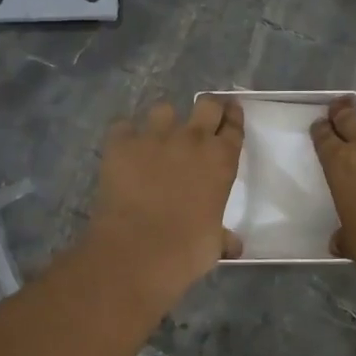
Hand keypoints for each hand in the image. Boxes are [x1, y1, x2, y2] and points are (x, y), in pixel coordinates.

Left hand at [83, 96, 244, 300]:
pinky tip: (123, 150)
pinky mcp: (122, 143)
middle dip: (207, 108)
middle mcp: (192, 140)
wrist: (139, 250)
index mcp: (221, 160)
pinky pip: (122, 126)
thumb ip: (223, 237)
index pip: (234, 126)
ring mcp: (155, 137)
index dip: (233, 117)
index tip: (231, 112)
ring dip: (163, 121)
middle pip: (206, 104)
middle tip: (203, 117)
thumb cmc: (188, 250)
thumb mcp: (214, 244)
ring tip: (157, 137)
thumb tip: (233, 247)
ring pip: (163, 109)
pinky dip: (124, 136)